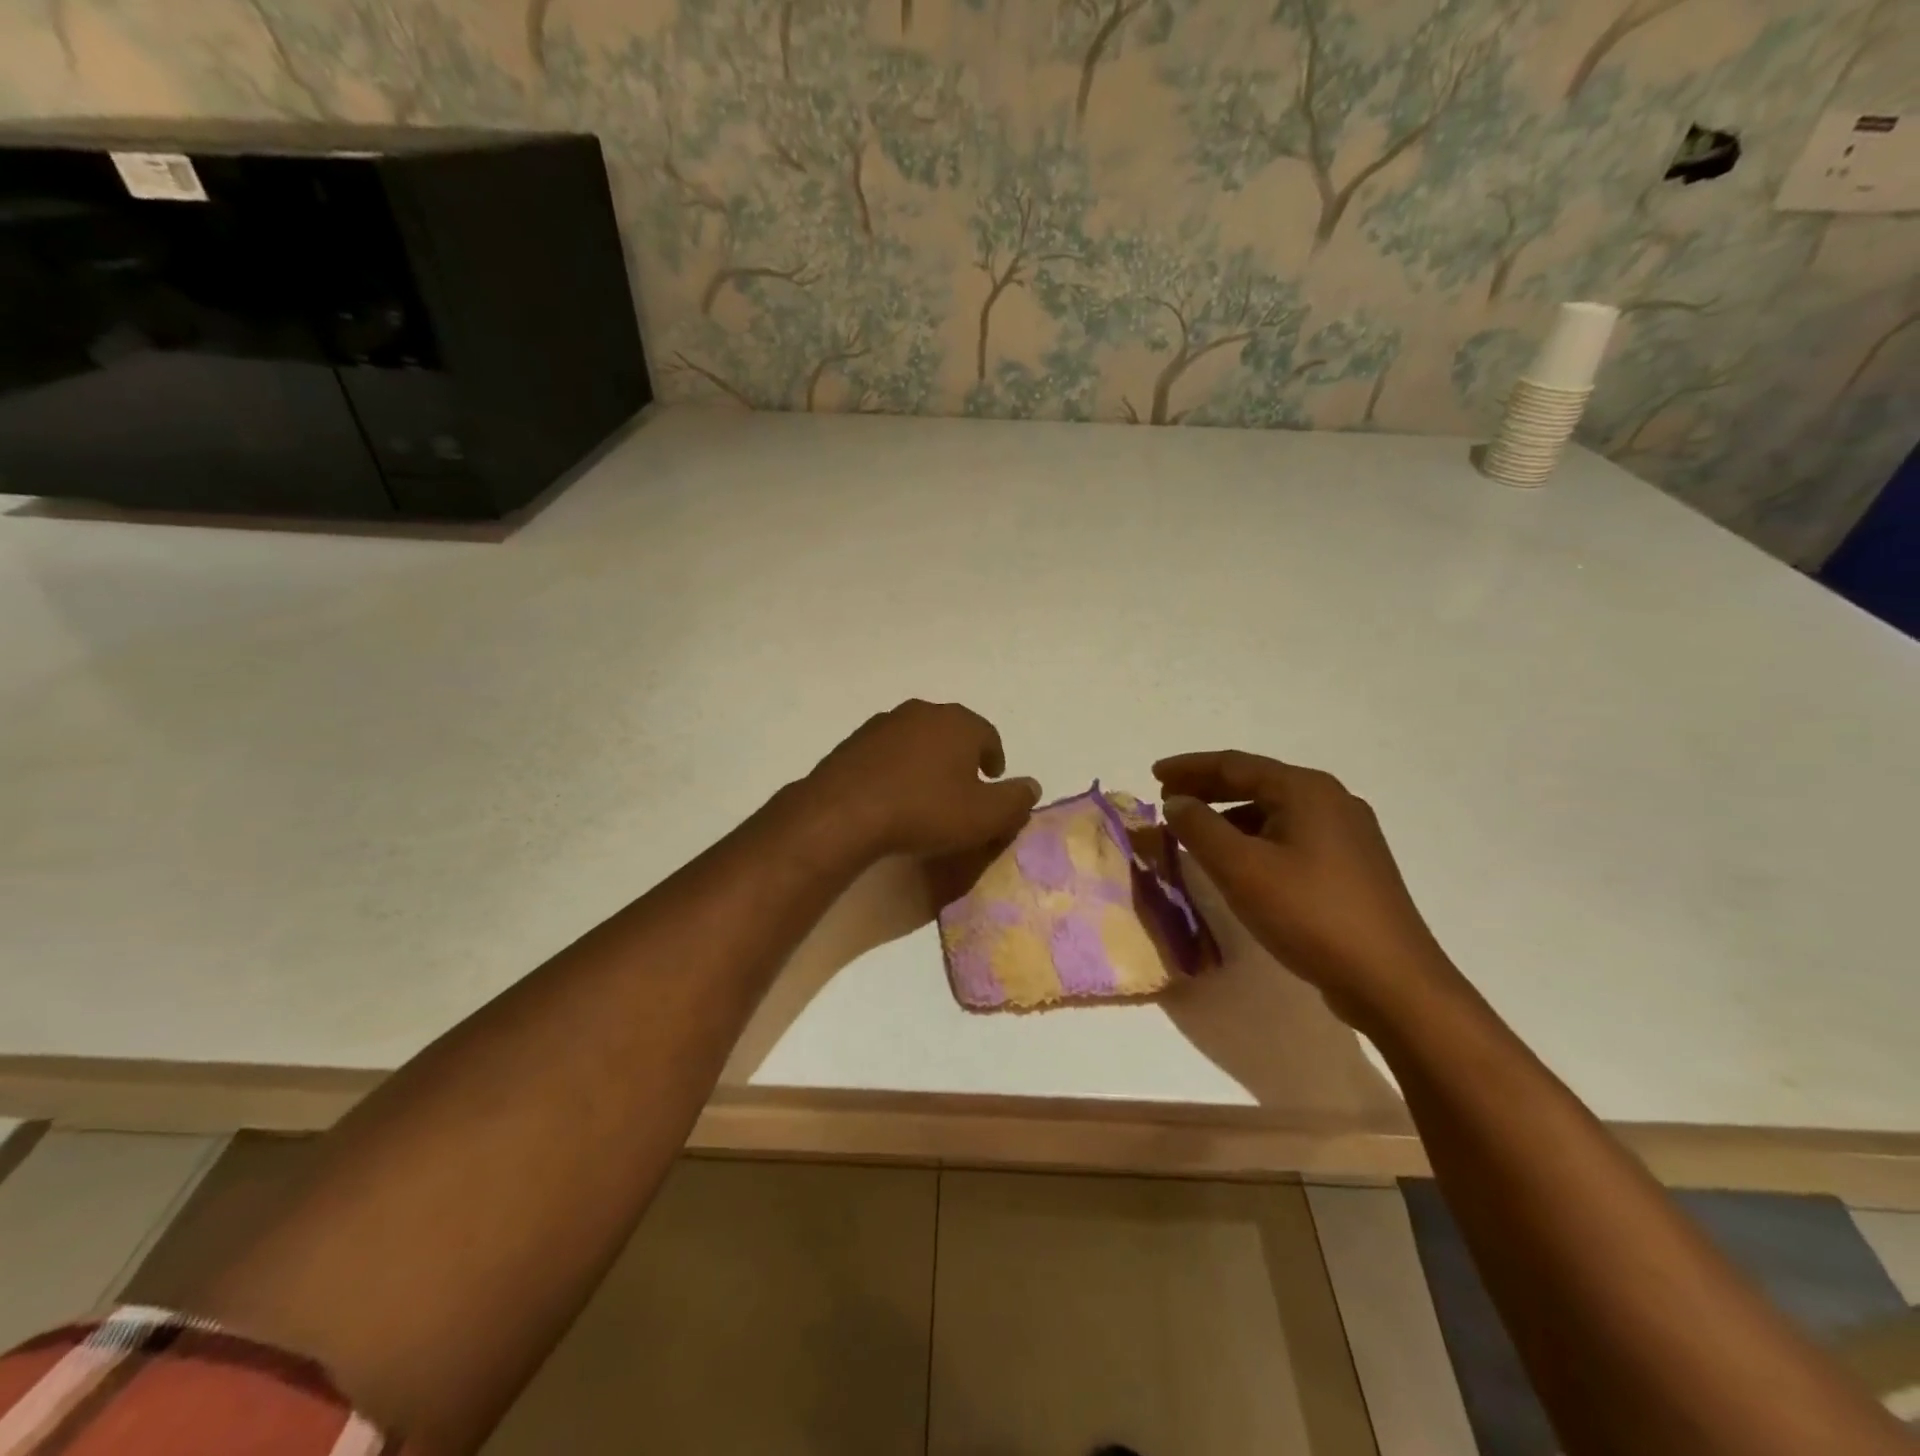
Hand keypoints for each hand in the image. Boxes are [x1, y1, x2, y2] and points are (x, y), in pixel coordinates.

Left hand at [801, 700, 1041, 858]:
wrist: (845, 813)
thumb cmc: (926, 811)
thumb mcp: (984, 815)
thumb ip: (1015, 800)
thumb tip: (1032, 786)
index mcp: (958, 723)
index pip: (988, 735)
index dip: (994, 758)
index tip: (993, 780)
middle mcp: (922, 712)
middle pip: (951, 732)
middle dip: (960, 756)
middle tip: (962, 786)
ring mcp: (883, 724)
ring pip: (916, 739)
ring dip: (926, 760)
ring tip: (926, 792)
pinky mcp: (853, 742)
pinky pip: (886, 753)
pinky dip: (895, 768)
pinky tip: (892, 795)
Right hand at [1154, 750, 1462, 1029]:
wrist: (1392, 981)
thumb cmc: (1310, 914)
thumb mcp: (1241, 869)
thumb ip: (1200, 829)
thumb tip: (1177, 803)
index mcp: (1307, 790)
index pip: (1235, 764)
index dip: (1189, 767)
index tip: (1153, 774)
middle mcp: (1332, 801)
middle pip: (1257, 783)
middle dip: (1208, 789)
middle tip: (1168, 799)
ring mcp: (1348, 835)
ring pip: (1274, 813)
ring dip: (1230, 817)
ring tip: (1195, 834)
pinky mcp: (1352, 868)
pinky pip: (1291, 838)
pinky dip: (1255, 840)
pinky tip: (1239, 864)